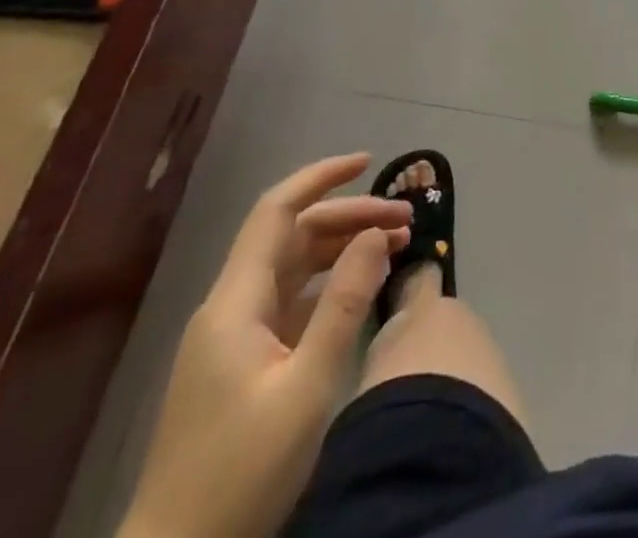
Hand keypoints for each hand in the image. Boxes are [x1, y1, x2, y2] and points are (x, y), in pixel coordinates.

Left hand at [121, 153, 411, 537]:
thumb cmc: (240, 476)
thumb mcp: (307, 387)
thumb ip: (344, 304)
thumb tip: (377, 235)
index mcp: (236, 303)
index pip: (277, 212)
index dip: (320, 177)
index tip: (369, 161)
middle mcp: (232, 308)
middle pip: (293, 237)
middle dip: (350, 217)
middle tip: (406, 220)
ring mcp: (234, 338)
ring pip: (293, 268)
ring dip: (342, 249)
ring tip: (395, 245)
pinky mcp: (243, 365)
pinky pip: (291, 301)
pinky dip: (329, 284)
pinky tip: (362, 290)